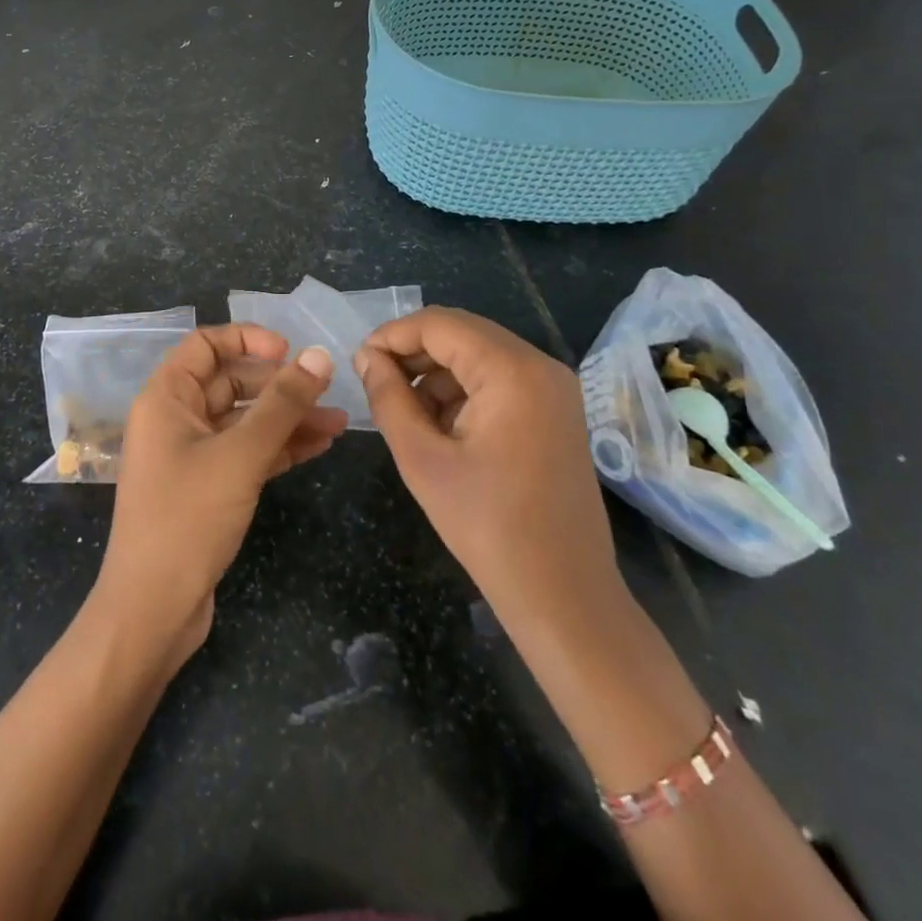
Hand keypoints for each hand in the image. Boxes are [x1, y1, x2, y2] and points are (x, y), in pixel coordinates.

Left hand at [95, 324, 347, 665]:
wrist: (152, 610)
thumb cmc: (188, 518)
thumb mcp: (240, 455)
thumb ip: (282, 404)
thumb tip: (319, 356)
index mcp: (166, 397)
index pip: (205, 344)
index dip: (247, 339)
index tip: (289, 350)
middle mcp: (175, 419)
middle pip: (230, 382)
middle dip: (279, 385)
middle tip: (326, 389)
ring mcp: (190, 455)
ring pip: (244, 421)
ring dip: (288, 419)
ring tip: (338, 422)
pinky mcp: (207, 487)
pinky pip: (246, 453)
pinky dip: (279, 447)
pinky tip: (319, 446)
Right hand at [355, 307, 624, 635]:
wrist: (563, 595)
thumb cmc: (487, 526)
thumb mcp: (422, 459)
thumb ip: (388, 398)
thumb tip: (366, 357)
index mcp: (512, 371)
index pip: (439, 324)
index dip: (392, 335)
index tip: (358, 363)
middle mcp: (540, 365)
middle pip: (462, 334)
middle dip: (413, 353)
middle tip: (375, 384)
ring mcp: (554, 388)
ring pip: (479, 356)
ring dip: (437, 375)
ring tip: (406, 415)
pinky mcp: (556, 411)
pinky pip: (499, 380)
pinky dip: (464, 392)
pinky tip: (441, 428)